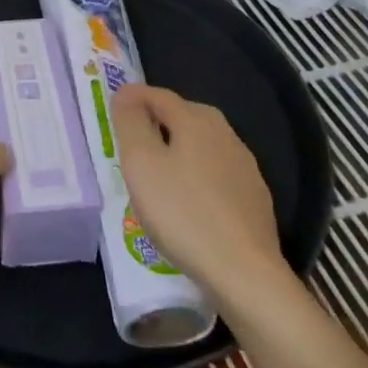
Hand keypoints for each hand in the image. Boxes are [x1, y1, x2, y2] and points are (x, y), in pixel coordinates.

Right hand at [113, 84, 286, 289]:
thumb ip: (130, 123)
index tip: (113, 109)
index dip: (132, 98)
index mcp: (196, 120)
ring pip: (201, 145)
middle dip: (155, 121)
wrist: (244, 273)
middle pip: (183, 116)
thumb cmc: (182, 212)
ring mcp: (245, 166)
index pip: (158, 95)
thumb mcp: (141, 163)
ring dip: (177, 149)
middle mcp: (225, 134)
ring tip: (156, 172)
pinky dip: (196, 175)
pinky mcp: (254, 198)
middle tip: (131, 142)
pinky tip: (188, 200)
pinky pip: (216, 173)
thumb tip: (126, 94)